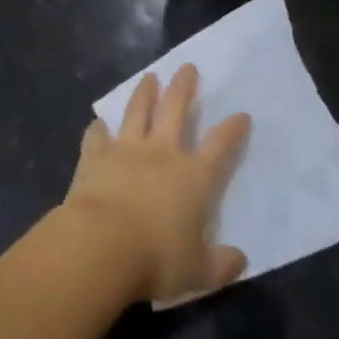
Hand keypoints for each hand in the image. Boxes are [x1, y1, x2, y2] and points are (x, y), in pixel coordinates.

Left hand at [64, 65, 249, 304]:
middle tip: (187, 67)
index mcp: (194, 177)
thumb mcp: (197, 272)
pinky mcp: (96, 155)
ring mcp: (127, 149)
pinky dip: (98, 129)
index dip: (232, 129)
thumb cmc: (156, 259)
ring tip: (150, 76)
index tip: (242, 114)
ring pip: (138, 111)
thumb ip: (220, 265)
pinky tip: (97, 123)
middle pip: (176, 109)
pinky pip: (97, 136)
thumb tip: (241, 261)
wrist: (102, 244)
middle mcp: (163, 152)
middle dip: (184, 87)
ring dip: (144, 92)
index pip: (220, 146)